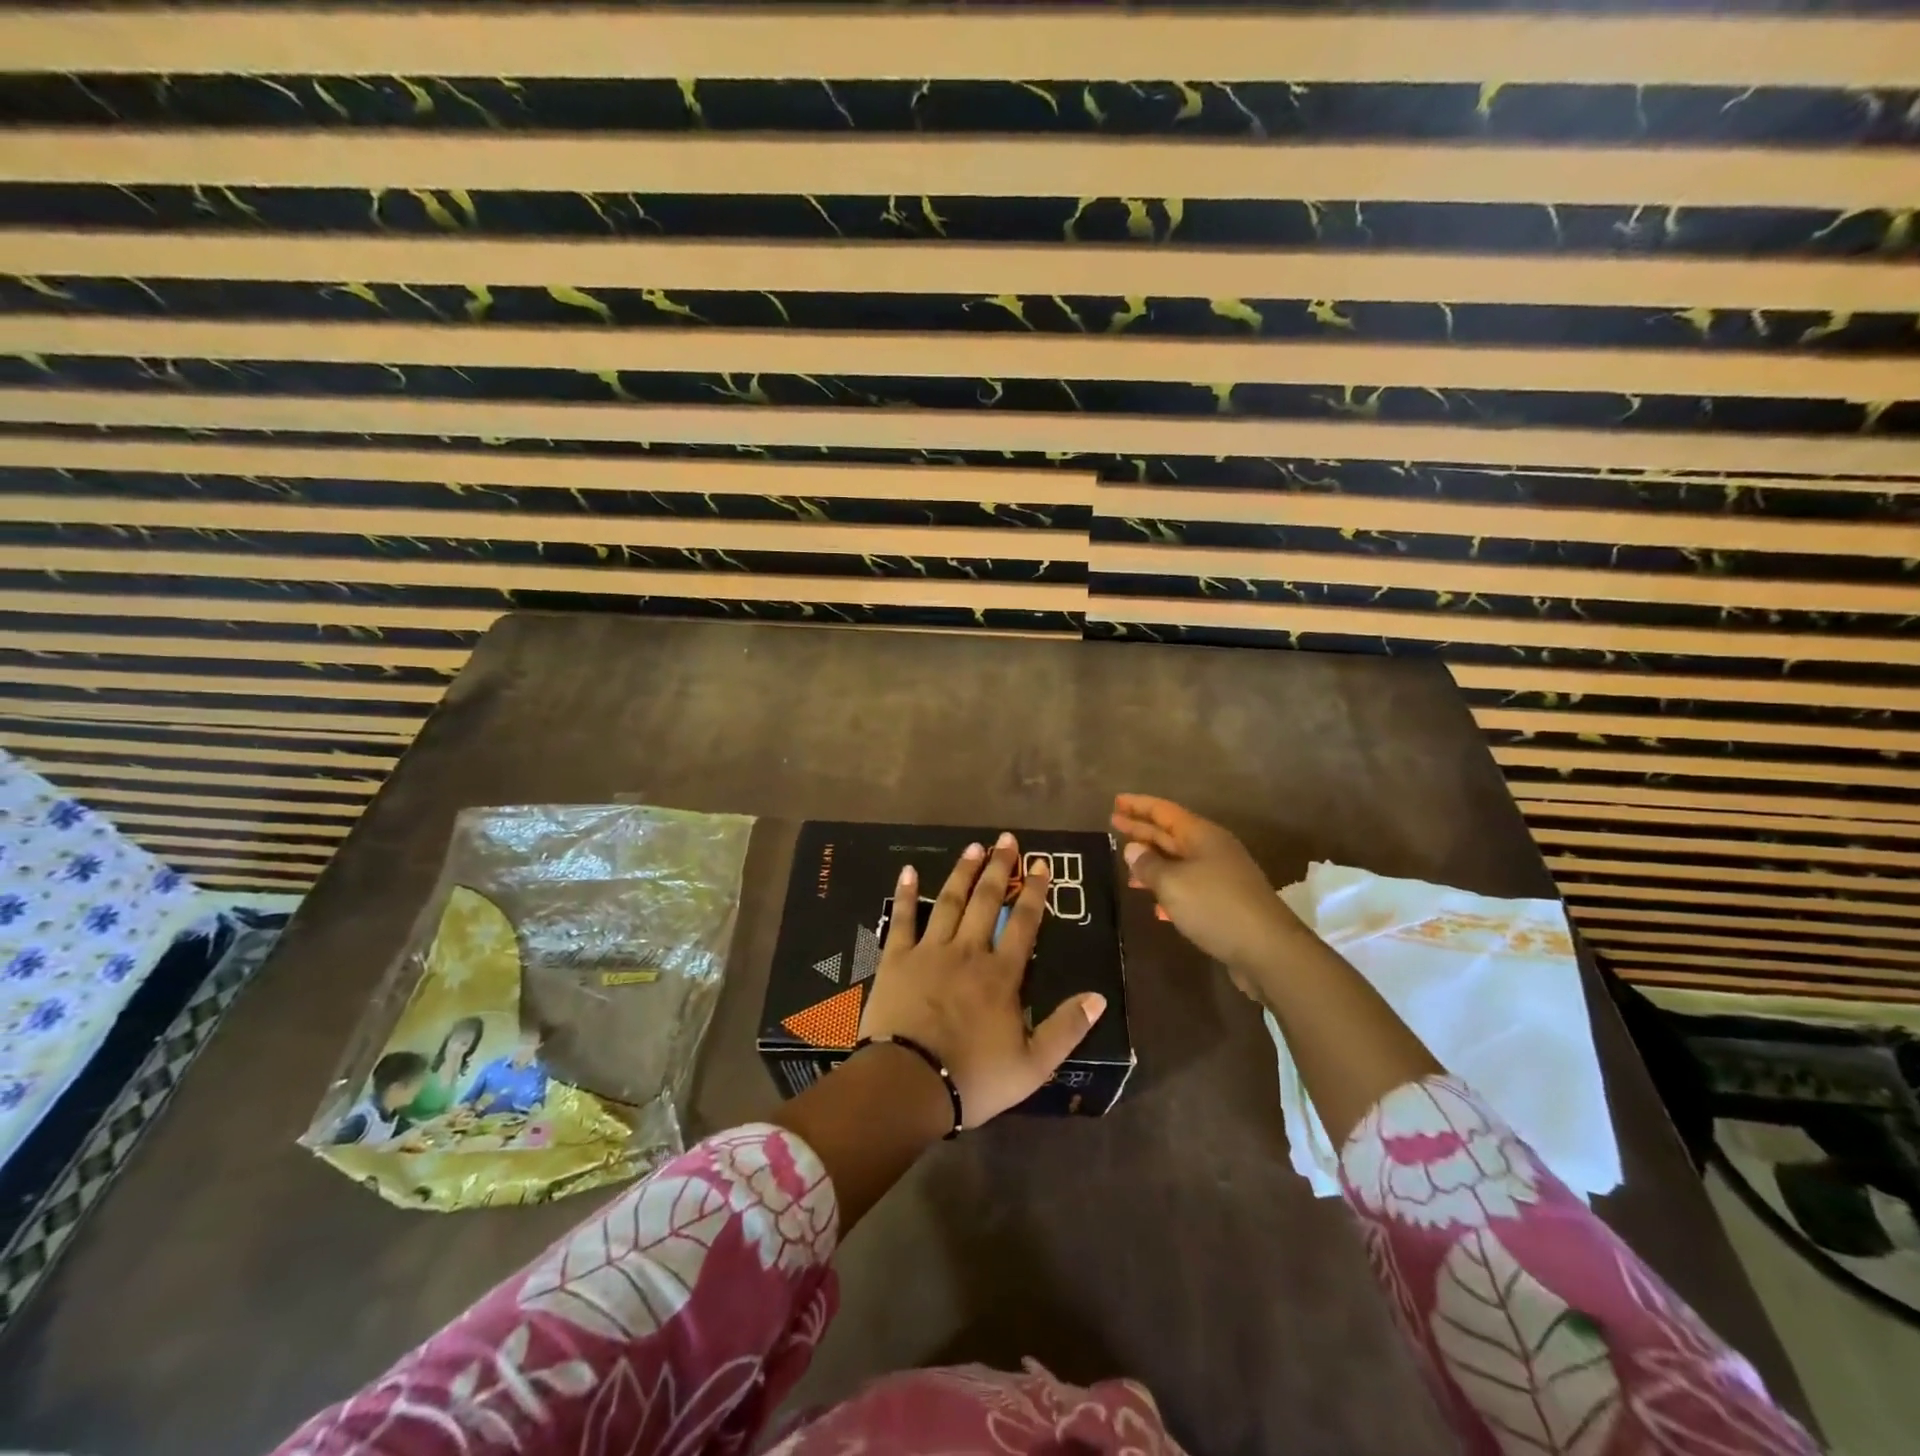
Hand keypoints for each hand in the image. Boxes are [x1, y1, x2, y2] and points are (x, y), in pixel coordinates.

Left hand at [859, 833, 1106, 1127]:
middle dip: (999, 868)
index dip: (1034, 892)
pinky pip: (902, 919)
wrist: (908, 1084)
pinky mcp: (896, 959)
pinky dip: (905, 894)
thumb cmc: (973, 1078)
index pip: (1023, 923)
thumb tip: (1099, 997)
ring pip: (949, 902)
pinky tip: (908, 870)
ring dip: (963, 872)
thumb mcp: (1033, 1065)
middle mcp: (968, 952)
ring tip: (973, 846)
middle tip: (1006, 839)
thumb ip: (1067, 1028)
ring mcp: (930, 951)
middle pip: (987, 901)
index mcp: (1001, 974)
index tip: (1041, 864)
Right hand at [1109, 794, 1303, 997]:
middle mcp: (1212, 850)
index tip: (1115, 802)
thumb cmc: (1216, 906)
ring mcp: (1221, 877)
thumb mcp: (1173, 883)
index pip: (1164, 811)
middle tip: (1113, 826)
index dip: (1138, 805)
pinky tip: (1155, 907)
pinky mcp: (1225, 903)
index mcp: (1202, 836)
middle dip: (1142, 830)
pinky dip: (1169, 891)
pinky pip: (1189, 888)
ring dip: (1153, 863)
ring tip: (1127, 869)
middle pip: (1170, 834)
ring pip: (1179, 862)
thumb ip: (1148, 865)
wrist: (1269, 951)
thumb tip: (1133, 849)